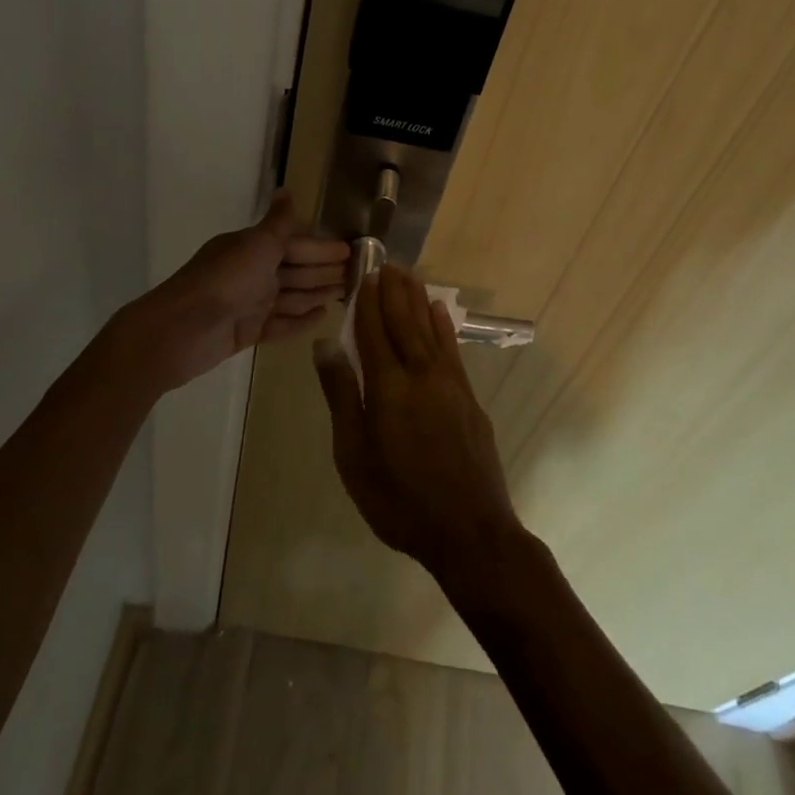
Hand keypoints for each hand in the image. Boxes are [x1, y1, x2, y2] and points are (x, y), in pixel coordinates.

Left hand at [124, 192, 349, 394]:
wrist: (181, 330)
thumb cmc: (224, 281)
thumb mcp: (256, 245)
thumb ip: (278, 223)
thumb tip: (287, 190)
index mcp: (252, 247)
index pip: (295, 243)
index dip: (322, 248)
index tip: (351, 251)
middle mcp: (251, 272)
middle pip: (295, 270)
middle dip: (324, 271)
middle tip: (357, 275)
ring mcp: (248, 303)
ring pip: (291, 296)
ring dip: (316, 294)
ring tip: (345, 295)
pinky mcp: (246, 332)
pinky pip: (280, 324)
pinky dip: (300, 320)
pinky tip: (321, 318)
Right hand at [314, 264, 522, 584]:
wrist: (469, 531)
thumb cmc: (399, 499)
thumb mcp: (354, 455)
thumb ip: (341, 395)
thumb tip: (325, 345)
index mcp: (388, 386)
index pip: (373, 330)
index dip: (367, 301)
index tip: (364, 273)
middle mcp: (421, 373)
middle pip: (404, 321)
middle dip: (393, 291)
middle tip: (387, 262)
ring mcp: (450, 384)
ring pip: (430, 329)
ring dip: (418, 300)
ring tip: (409, 276)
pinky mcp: (468, 398)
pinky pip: (452, 349)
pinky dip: (444, 326)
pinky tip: (440, 312)